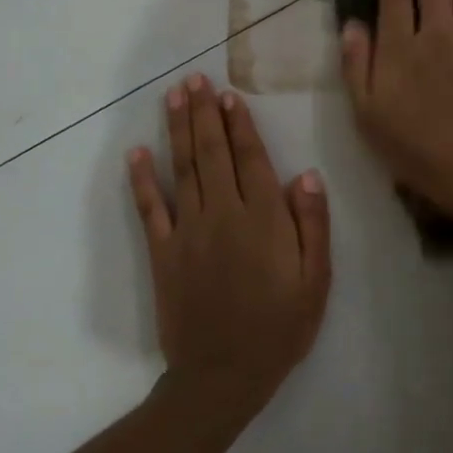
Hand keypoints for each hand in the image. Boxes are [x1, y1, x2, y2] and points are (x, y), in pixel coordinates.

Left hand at [128, 74, 330, 409]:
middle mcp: (223, 214)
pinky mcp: (162, 253)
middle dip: (204, 114)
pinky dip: (142, 179)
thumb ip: (312, 225)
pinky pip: (150, 208)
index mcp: (263, 219)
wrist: (224, 374)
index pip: (250, 159)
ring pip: (182, 169)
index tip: (229, 94)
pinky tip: (136, 153)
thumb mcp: (316, 281)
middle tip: (195, 79)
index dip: (240, 125)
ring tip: (173, 96)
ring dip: (177, 130)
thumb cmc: (280, 327)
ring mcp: (188, 231)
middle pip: (212, 153)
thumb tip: (306, 175)